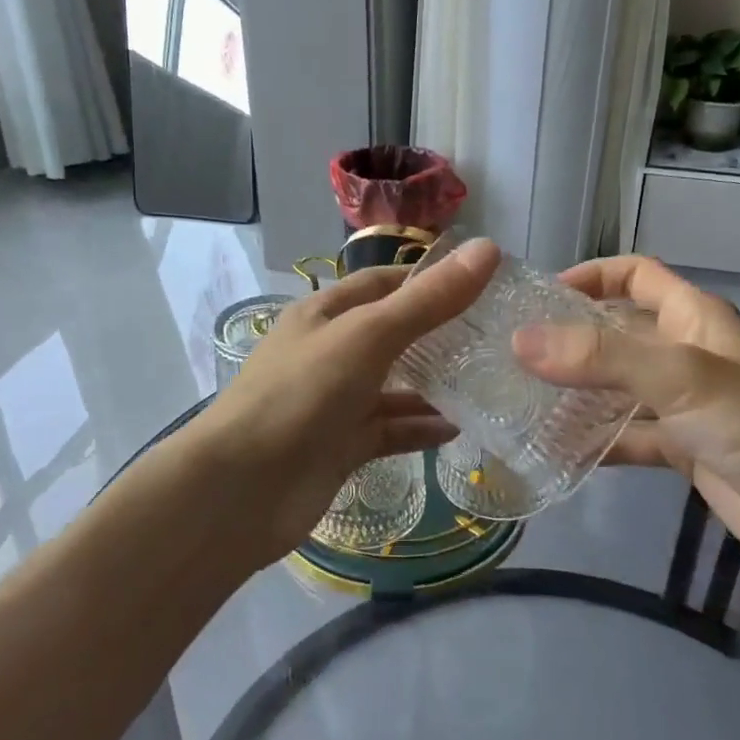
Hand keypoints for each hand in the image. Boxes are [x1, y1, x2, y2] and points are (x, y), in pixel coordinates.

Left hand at [193, 238, 501, 559]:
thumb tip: (489, 249)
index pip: (382, 284)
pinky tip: (457, 429)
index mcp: (324, 315)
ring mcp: (334, 403)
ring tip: (487, 383)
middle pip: (392, 335)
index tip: (482, 282)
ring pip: (393, 387)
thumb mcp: (367, 336)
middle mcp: (328, 353)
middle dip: (439, 335)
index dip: (428, 279)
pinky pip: (388, 431)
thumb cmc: (301, 395)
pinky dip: (419, 429)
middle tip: (496, 337)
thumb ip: (427, 300)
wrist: (242, 489)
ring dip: (433, 386)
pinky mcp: (341, 447)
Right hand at [512, 255, 739, 577]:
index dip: (592, 275)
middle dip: (571, 338)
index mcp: (693, 317)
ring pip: (618, 386)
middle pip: (618, 331)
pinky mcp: (682, 447)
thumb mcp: (678, 377)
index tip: (541, 296)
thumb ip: (601, 355)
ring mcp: (683, 403)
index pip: (636, 275)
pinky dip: (597, 440)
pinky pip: (628, 434)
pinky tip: (557, 451)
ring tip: (523, 400)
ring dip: (577, 392)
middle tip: (515, 354)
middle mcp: (685, 352)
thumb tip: (520, 341)